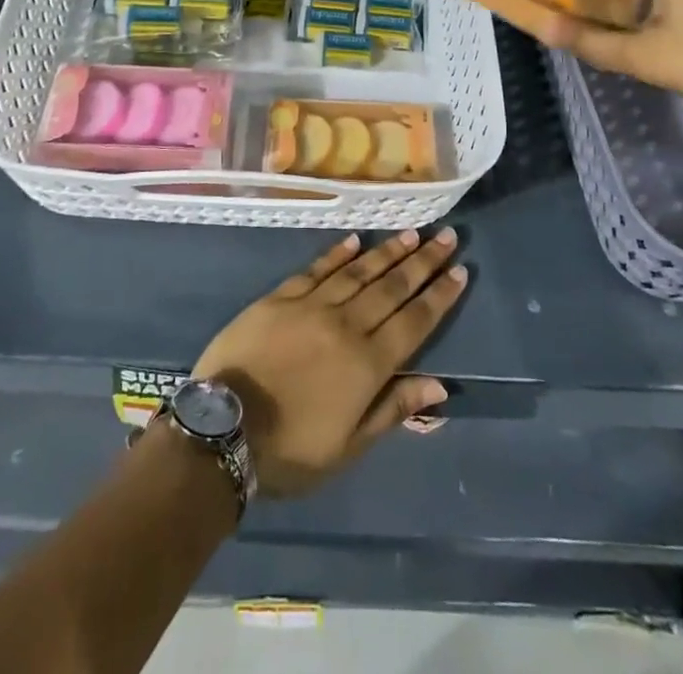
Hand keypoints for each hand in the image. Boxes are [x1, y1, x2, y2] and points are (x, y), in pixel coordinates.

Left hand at [191, 228, 466, 497]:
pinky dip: (337, 254)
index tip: (459, 271)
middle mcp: (346, 325)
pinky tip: (354, 240)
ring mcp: (311, 306)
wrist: (224, 429)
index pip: (414, 322)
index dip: (438, 297)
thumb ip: (392, 409)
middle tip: (446, 237)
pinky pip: (315, 269)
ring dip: (387, 252)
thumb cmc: (290, 449)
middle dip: (423, 262)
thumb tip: (438, 386)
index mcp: (367, 364)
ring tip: (411, 234)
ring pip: (358, 272)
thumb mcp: (348, 447)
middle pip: (392, 288)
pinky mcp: (280, 297)